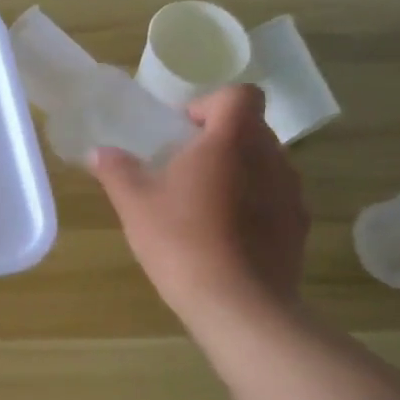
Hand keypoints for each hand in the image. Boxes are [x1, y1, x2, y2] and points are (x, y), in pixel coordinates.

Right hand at [90, 85, 308, 340]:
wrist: (238, 304)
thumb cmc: (181, 241)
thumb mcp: (135, 204)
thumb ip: (117, 171)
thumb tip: (99, 152)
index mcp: (232, 139)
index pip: (239, 94)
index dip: (209, 105)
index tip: (182, 133)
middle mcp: (271, 157)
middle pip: (251, 129)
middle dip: (219, 141)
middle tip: (184, 171)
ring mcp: (291, 192)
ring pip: (264, 165)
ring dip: (238, 173)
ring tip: (205, 206)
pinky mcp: (299, 227)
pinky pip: (275, 199)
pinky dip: (254, 206)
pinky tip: (226, 236)